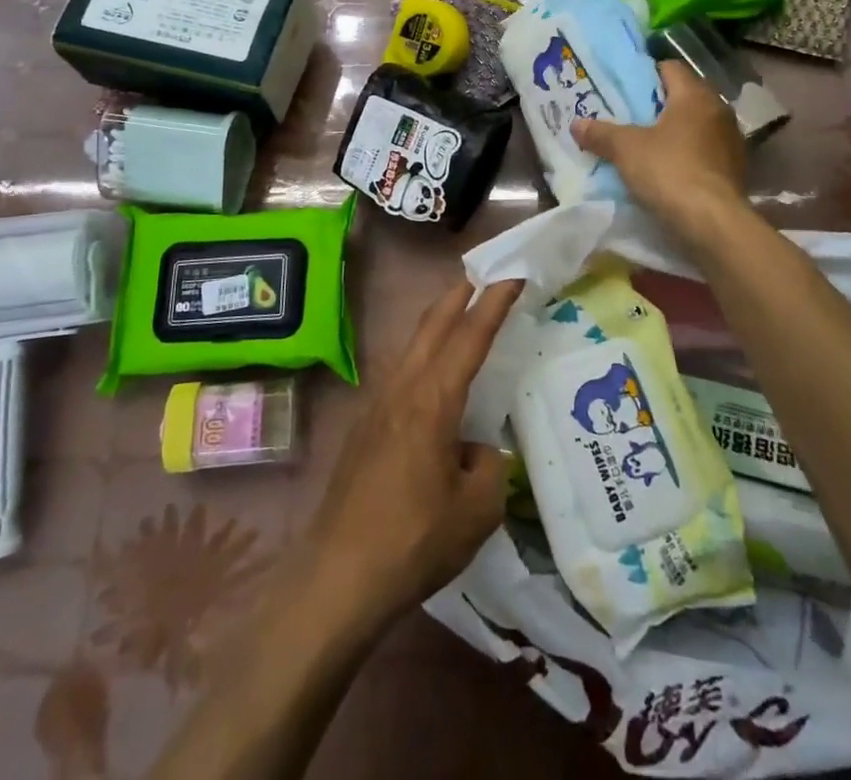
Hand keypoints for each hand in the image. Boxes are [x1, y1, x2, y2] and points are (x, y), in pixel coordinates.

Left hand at [298, 278, 525, 629]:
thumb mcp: (476, 510)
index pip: (470, 337)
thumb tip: (477, 450)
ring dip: (438, 322)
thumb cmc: (413, 540)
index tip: (512, 274)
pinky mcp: (365, 428)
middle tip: (483, 275)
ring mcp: (377, 406)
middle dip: (458, 294)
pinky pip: (401, 372)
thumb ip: (489, 466)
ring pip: (412, 345)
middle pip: (432, 325)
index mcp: (433, 400)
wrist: (337, 577)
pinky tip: (432, 376)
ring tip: (461, 315)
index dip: (494, 303)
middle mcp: (402, 389)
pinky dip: (423, 354)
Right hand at [572, 61, 748, 244]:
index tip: (623, 88)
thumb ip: (601, 133)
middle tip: (628, 115)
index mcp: (695, 95)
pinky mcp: (735, 170)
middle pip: (683, 97)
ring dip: (674, 131)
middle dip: (657, 105)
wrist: (713, 223)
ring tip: (645, 144)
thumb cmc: (669, 171)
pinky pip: (705, 151)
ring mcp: (731, 141)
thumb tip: (577, 124)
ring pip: (696, 125)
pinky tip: (668, 169)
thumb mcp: (625, 149)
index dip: (645, 74)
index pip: (670, 67)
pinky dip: (687, 154)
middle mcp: (719, 111)